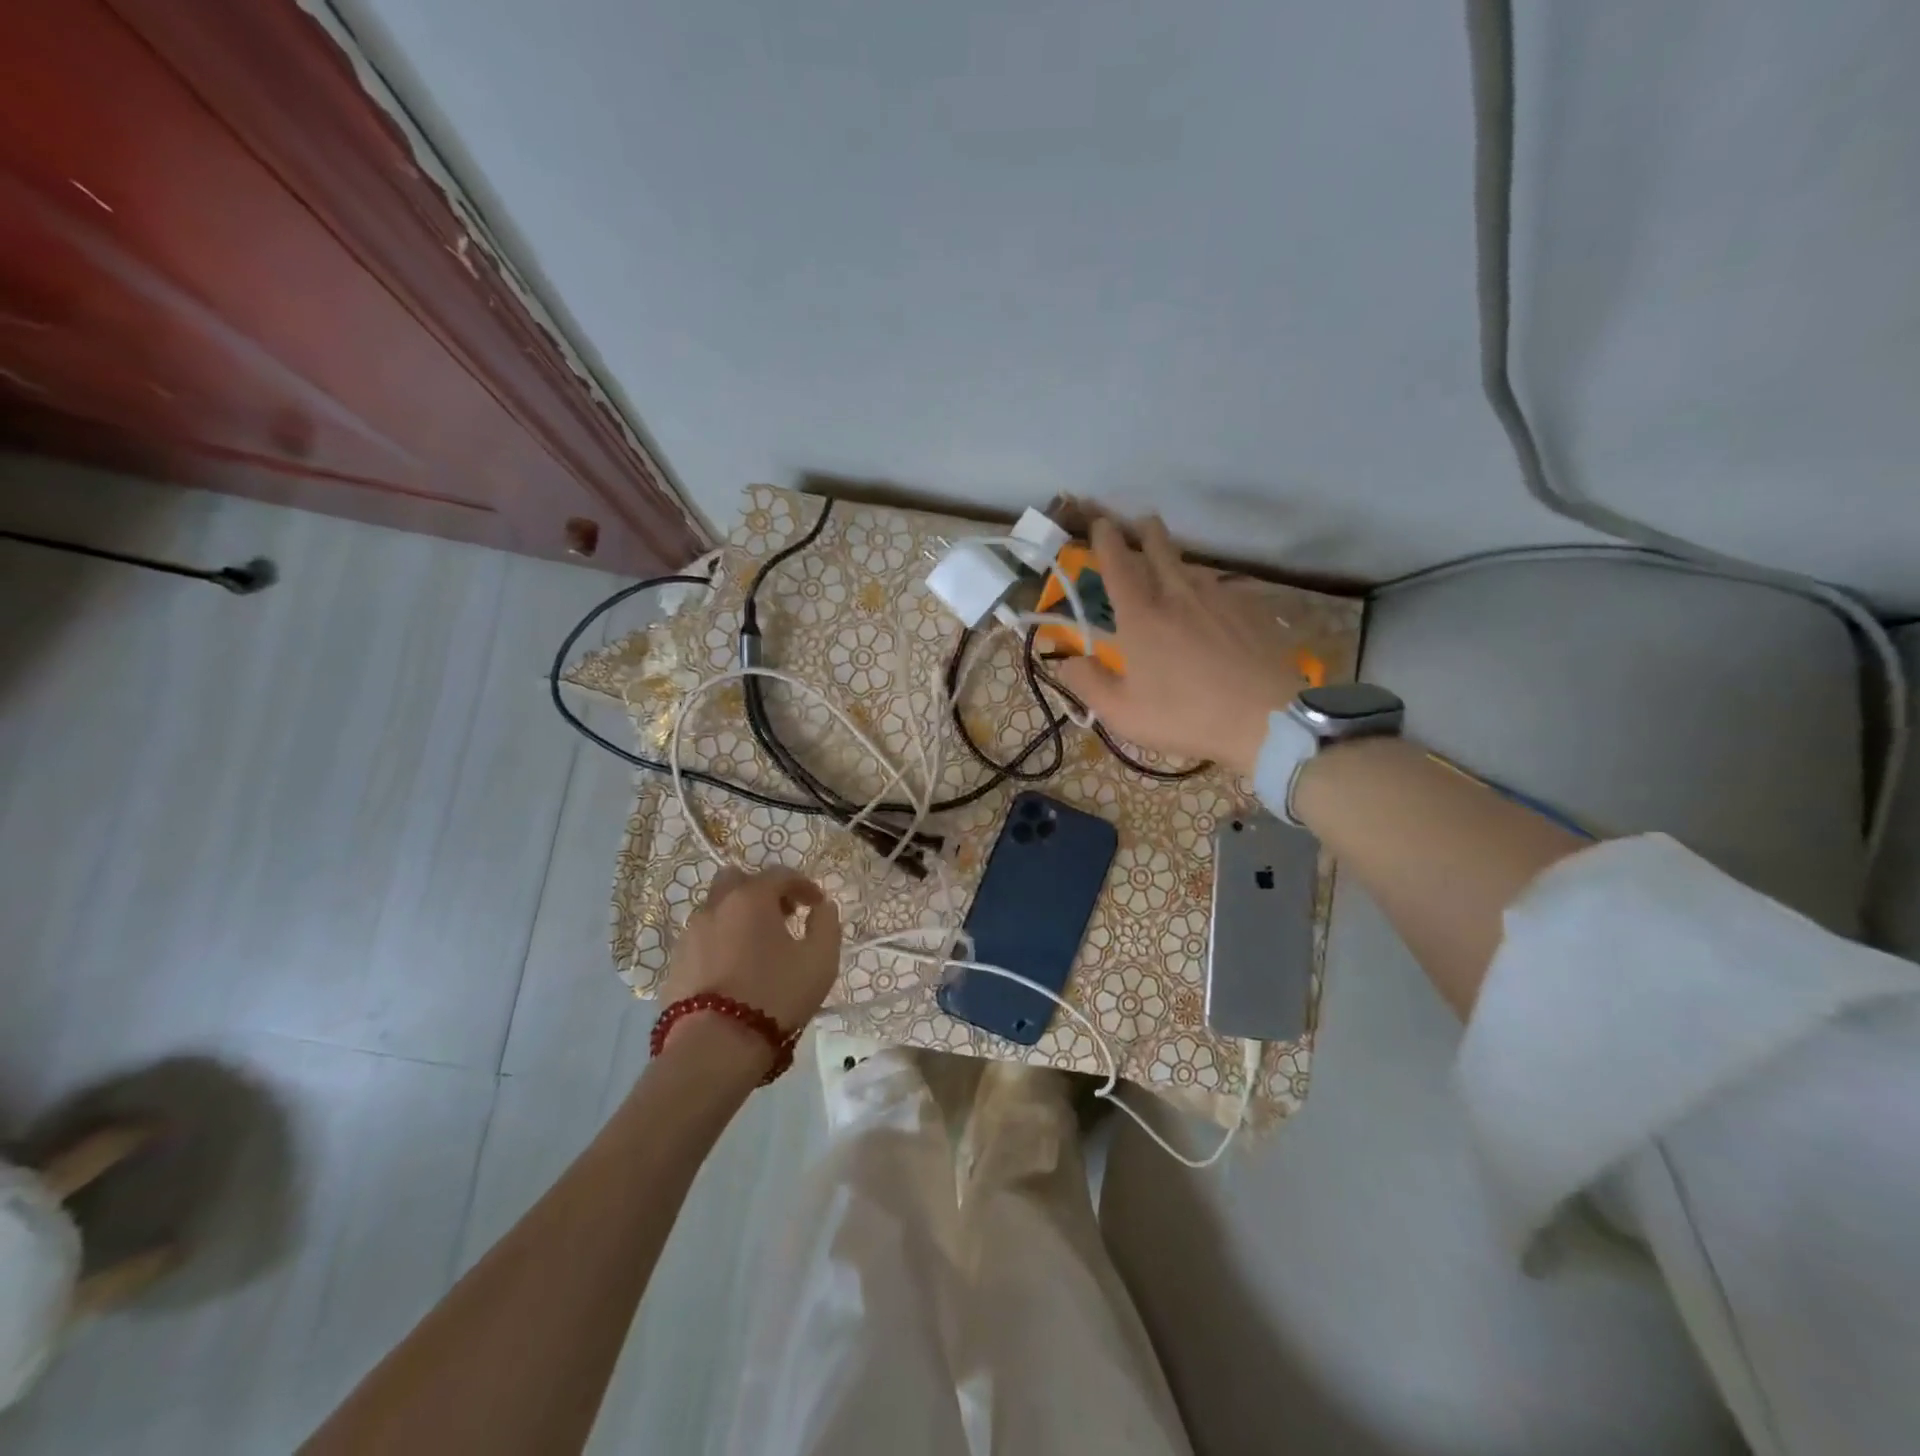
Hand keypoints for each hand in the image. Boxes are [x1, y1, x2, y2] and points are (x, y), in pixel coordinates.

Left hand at [660, 868, 841, 1034]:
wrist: (715, 1046)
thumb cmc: (775, 995)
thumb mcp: (820, 960)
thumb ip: (826, 924)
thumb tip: (822, 907)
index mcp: (751, 898)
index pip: (780, 874)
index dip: (803, 885)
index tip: (816, 905)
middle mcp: (716, 906)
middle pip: (737, 880)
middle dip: (762, 891)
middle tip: (781, 916)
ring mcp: (690, 934)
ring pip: (716, 909)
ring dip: (738, 917)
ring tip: (758, 947)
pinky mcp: (675, 963)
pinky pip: (702, 939)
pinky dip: (720, 942)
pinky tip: (734, 969)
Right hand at [1055, 515, 1301, 775]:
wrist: (1265, 720)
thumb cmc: (1185, 717)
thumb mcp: (1122, 713)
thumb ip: (1089, 683)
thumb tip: (1066, 659)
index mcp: (1141, 617)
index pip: (1117, 565)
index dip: (1106, 540)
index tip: (1101, 523)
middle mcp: (1178, 595)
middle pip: (1160, 549)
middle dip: (1147, 532)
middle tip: (1141, 522)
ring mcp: (1219, 598)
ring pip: (1193, 566)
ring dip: (1178, 560)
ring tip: (1174, 566)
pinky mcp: (1251, 610)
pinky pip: (1222, 588)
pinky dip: (1209, 588)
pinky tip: (1213, 604)